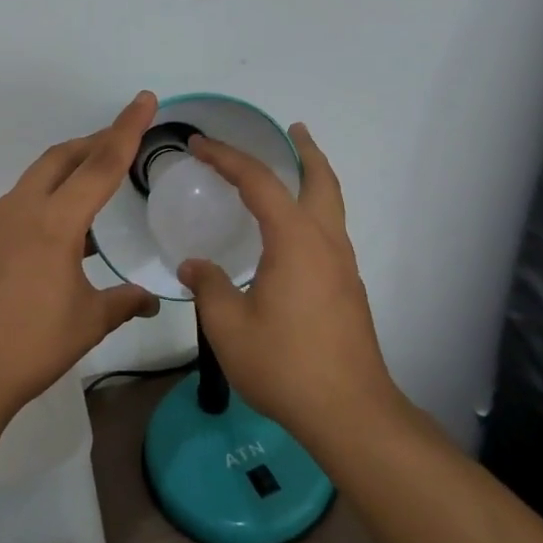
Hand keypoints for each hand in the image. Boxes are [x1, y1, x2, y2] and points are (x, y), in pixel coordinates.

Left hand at [0, 91, 162, 420]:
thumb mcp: (87, 323)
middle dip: (94, 142)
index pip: (101, 164)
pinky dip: (47, 198)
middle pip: (62, 158)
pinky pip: (20, 203)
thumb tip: (150, 300)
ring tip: (96, 184)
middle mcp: (21, 210)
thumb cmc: (30, 347)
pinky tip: (62, 230)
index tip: (144, 100)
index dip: (127, 129)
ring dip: (68, 170)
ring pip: (37, 178)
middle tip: (123, 140)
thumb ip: (123, 302)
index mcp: (54, 222)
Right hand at [177, 124, 397, 441]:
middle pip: (321, 181)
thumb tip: (194, 265)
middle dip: (306, 151)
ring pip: (332, 207)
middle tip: (292, 130)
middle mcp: (325, 243)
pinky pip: (330, 232)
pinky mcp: (347, 290)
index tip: (199, 144)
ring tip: (293, 172)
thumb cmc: (285, 364)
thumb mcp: (229, 326)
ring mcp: (343, 267)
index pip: (259, 183)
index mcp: (294, 241)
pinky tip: (291, 236)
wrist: (349, 412)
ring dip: (314, 180)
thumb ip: (208, 286)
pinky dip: (314, 212)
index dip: (227, 158)